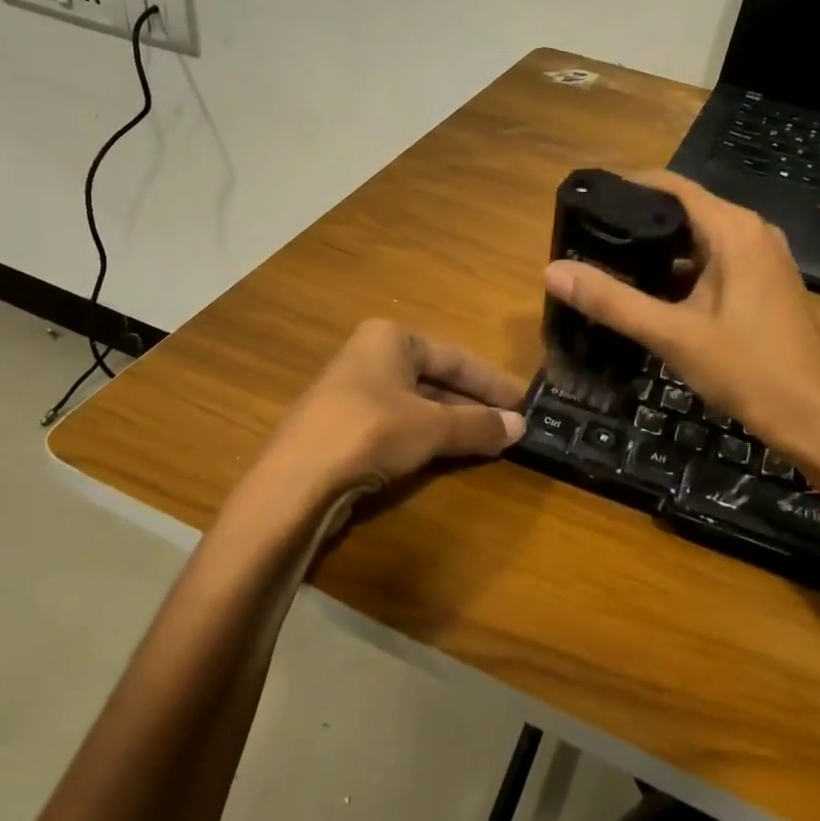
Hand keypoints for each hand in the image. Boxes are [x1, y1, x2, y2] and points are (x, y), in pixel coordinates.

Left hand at [250, 320, 526, 510]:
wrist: (295, 482)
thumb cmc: (370, 433)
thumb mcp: (432, 427)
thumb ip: (478, 425)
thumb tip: (521, 427)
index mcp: (389, 338)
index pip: (455, 357)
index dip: (492, 383)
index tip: (524, 403)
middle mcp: (370, 356)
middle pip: (435, 379)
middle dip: (472, 405)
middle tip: (510, 427)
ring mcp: (353, 392)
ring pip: (417, 404)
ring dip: (452, 424)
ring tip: (488, 443)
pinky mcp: (343, 427)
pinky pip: (397, 425)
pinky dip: (425, 438)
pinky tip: (447, 455)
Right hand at [543, 170, 819, 477]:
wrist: (817, 421)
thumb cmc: (749, 371)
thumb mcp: (672, 335)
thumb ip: (612, 301)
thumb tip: (552, 270)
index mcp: (734, 230)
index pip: (671, 186)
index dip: (627, 188)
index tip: (585, 204)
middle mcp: (752, 233)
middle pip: (684, 212)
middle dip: (637, 224)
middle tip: (587, 242)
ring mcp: (762, 260)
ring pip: (698, 242)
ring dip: (658, 252)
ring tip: (608, 266)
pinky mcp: (764, 286)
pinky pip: (714, 264)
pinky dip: (681, 273)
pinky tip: (649, 296)